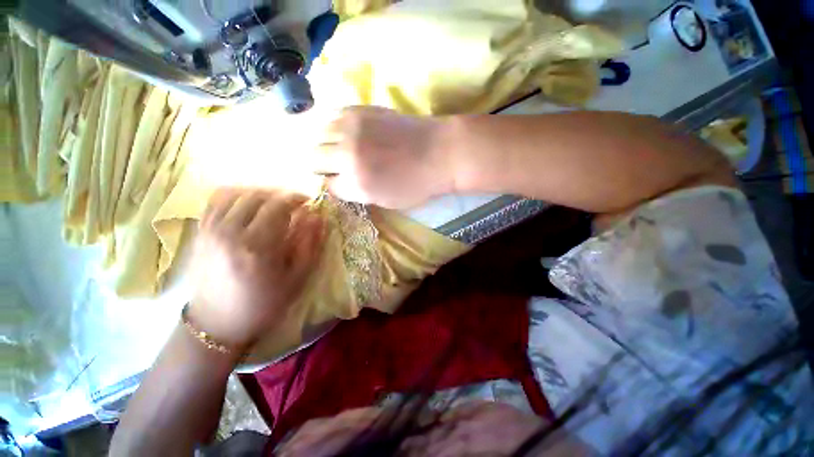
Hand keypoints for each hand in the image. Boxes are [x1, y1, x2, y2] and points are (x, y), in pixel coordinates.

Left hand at [189, 188, 323, 349]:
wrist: (218, 324)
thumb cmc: (264, 303)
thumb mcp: (298, 278)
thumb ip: (310, 243)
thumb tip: (317, 216)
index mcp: (257, 245)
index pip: (278, 205)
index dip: (297, 198)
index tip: (309, 202)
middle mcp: (230, 232)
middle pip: (257, 196)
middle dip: (280, 195)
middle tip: (294, 204)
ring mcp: (210, 230)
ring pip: (235, 193)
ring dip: (258, 193)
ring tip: (272, 204)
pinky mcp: (201, 233)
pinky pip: (215, 201)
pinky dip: (234, 195)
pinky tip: (247, 205)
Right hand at [313, 106, 454, 208]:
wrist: (439, 152)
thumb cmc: (417, 184)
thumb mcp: (387, 201)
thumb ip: (358, 193)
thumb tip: (339, 183)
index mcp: (357, 183)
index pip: (328, 185)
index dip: (334, 185)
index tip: (341, 183)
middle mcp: (347, 154)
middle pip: (313, 158)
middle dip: (321, 166)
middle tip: (334, 167)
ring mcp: (351, 128)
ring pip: (317, 134)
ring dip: (324, 144)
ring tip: (338, 149)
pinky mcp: (359, 109)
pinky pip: (331, 116)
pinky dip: (333, 127)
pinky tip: (346, 133)